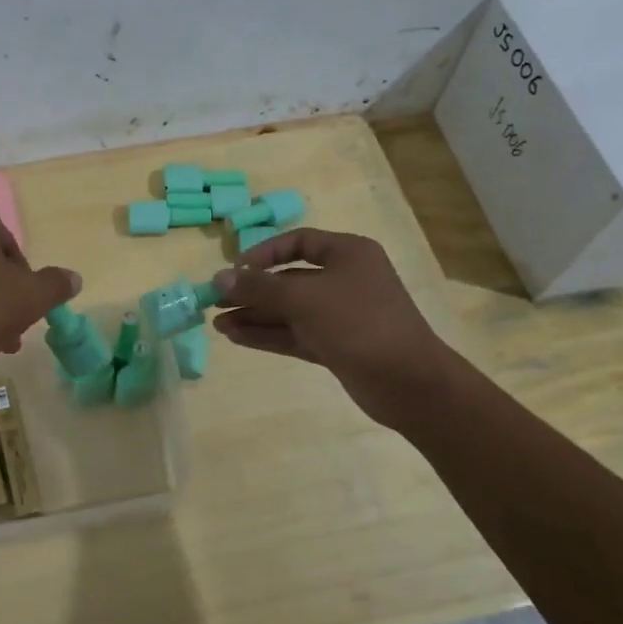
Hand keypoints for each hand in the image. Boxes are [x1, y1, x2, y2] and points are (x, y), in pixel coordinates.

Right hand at [210, 228, 447, 426]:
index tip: (235, 270)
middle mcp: (344, 280)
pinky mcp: (335, 345)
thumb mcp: (304, 298)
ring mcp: (340, 315)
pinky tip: (236, 336)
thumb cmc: (357, 323)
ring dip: (254, 315)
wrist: (407, 381)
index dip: (263, 253)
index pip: (298, 242)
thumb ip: (259, 287)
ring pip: (289, 310)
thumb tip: (220, 277)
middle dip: (253, 290)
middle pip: (289, 279)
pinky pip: (294, 333)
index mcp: (348, 253)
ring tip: (217, 323)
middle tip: (215, 300)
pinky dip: (266, 334)